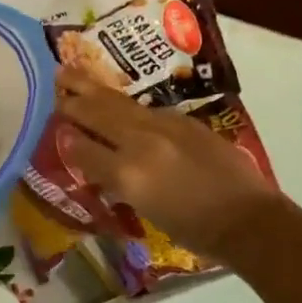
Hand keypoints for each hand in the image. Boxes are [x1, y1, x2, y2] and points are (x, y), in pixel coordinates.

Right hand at [54, 73, 280, 256]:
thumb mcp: (144, 209)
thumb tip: (90, 156)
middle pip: (96, 114)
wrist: (249, 220)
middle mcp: (140, 143)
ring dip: (91, 88)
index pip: (82, 148)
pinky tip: (115, 102)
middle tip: (53, 85)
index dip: (65, 137)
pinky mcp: (183, 121)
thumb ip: (113, 178)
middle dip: (72, 100)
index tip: (52, 126)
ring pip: (117, 102)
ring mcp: (164, 126)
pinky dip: (122, 103)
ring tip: (70, 72)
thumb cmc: (194, 230)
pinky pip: (143, 108)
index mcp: (127, 173)